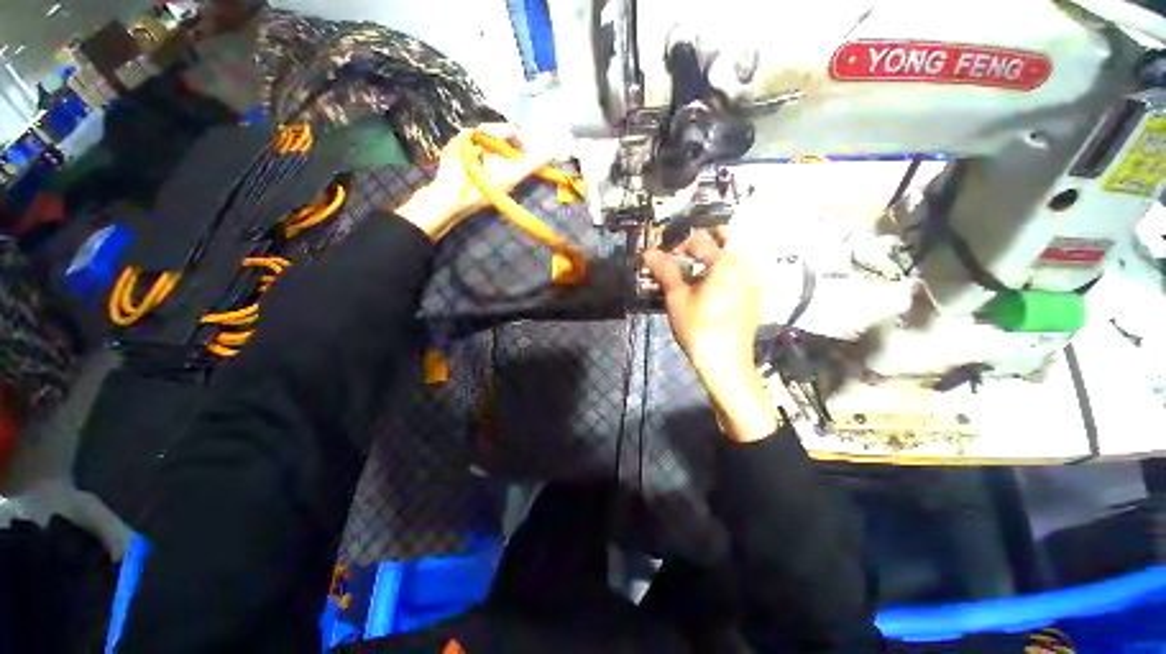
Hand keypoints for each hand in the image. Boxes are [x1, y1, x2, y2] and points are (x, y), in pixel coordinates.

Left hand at [395, 124, 550, 240]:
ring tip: (504, 176)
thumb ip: (531, 164)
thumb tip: (552, 152)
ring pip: (486, 147)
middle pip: (498, 138)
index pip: (511, 131)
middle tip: (518, 171)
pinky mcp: (450, 157)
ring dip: (499, 159)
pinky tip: (487, 178)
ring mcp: (456, 144)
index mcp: (482, 131)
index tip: (529, 163)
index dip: (525, 146)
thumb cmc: (480, 186)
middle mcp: (468, 132)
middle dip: (512, 154)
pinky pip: (475, 154)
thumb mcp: (509, 176)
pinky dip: (486, 163)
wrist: (447, 201)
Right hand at [644, 229, 779, 441]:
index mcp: (727, 263)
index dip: (679, 243)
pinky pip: (738, 273)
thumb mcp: (677, 298)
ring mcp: (753, 282)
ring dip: (712, 258)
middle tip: (681, 254)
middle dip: (701, 243)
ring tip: (690, 271)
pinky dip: (722, 272)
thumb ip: (665, 271)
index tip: (664, 252)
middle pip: (725, 242)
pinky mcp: (754, 297)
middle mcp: (745, 267)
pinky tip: (707, 288)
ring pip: (733, 258)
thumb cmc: (698, 328)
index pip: (700, 241)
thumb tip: (649, 252)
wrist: (725, 362)